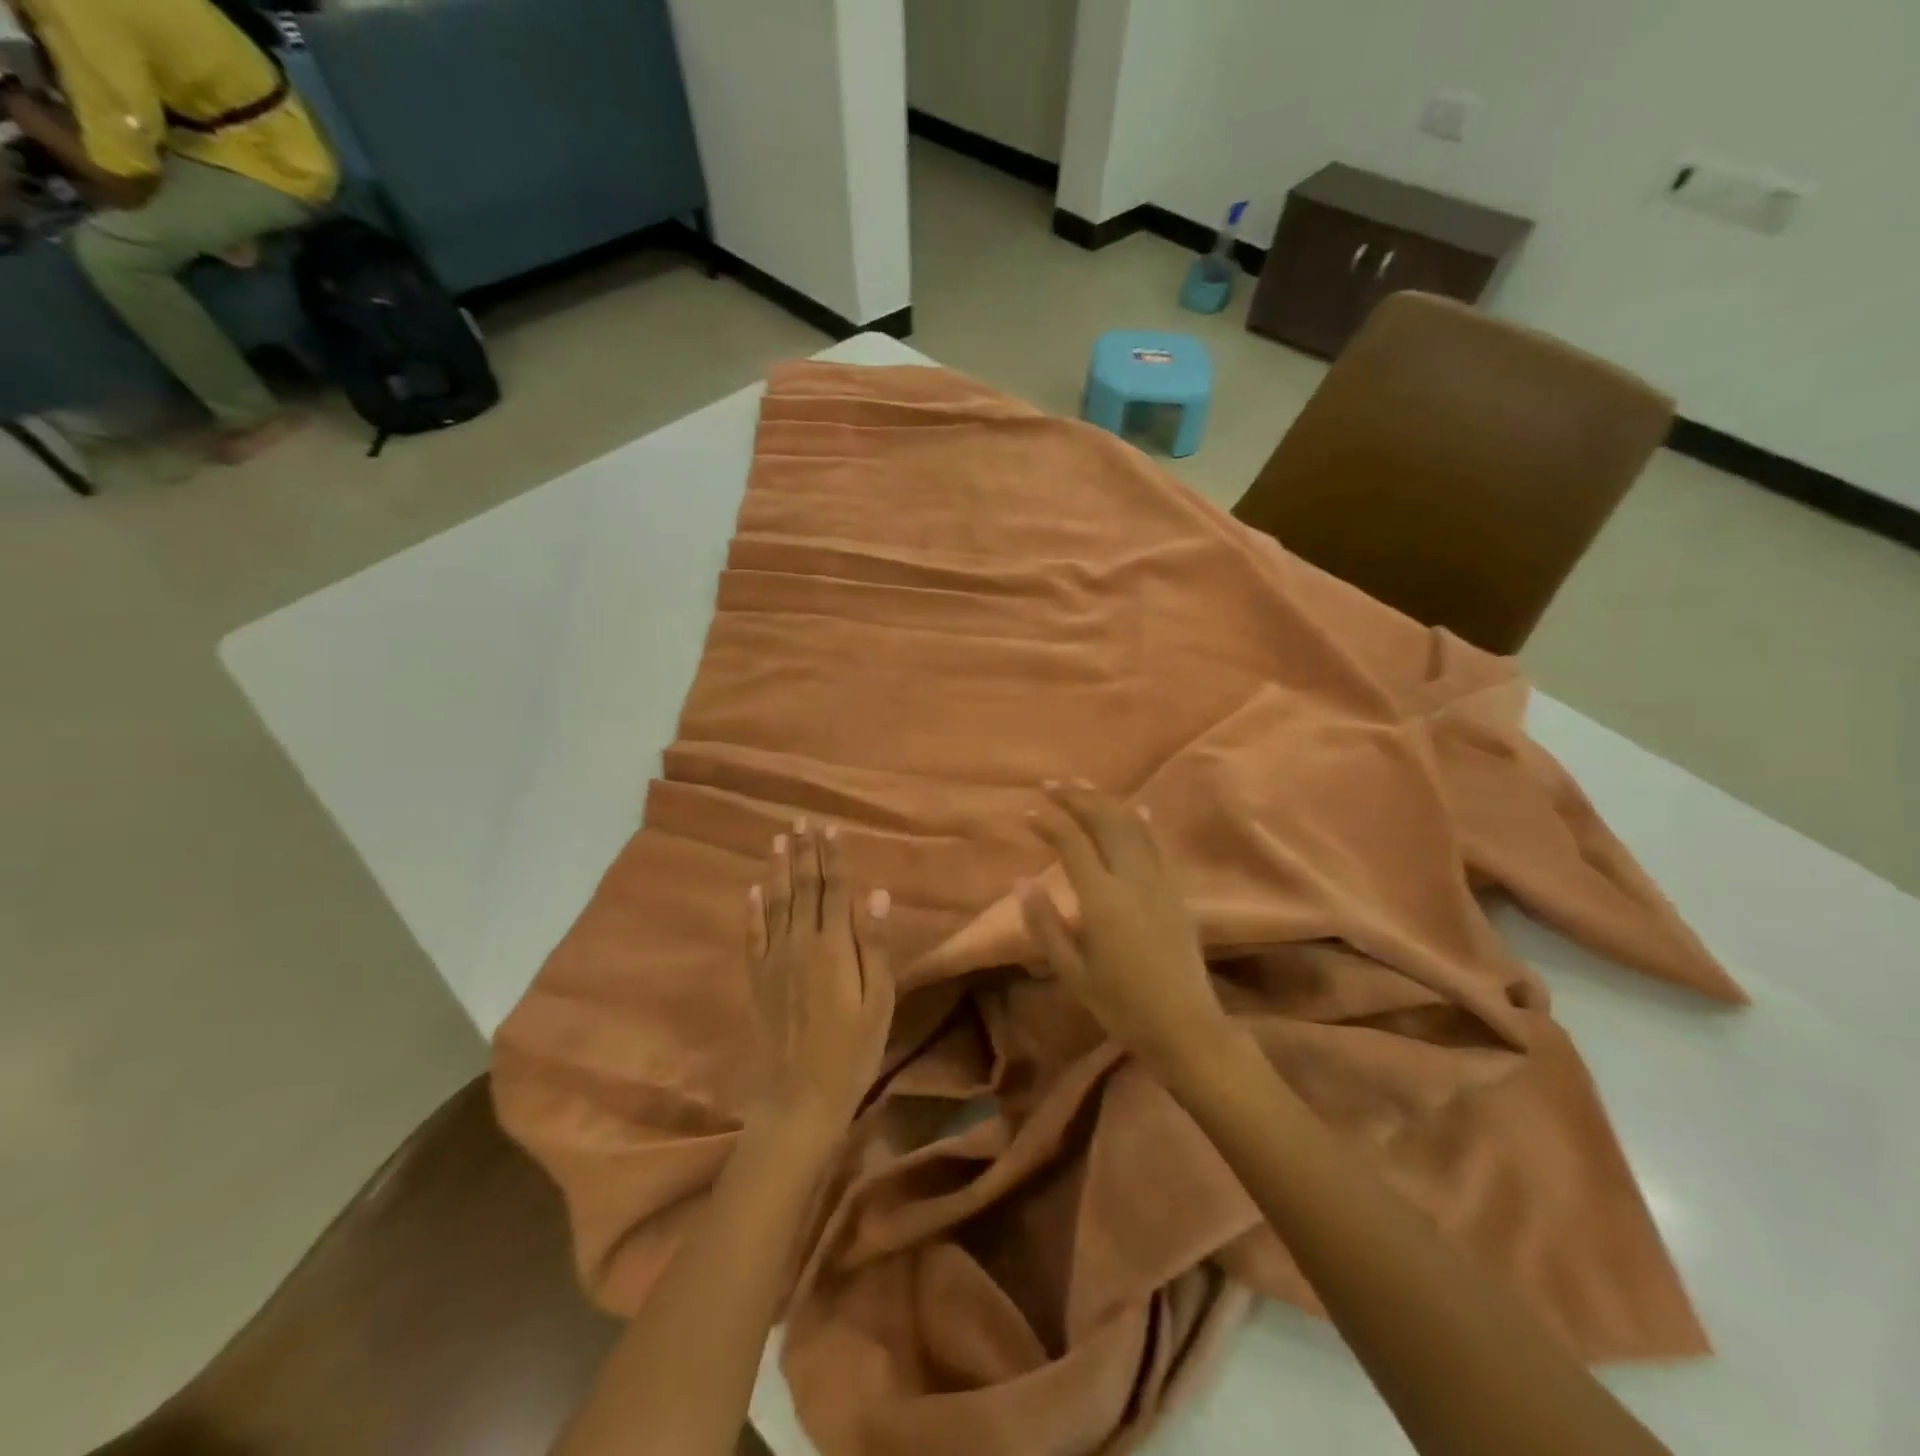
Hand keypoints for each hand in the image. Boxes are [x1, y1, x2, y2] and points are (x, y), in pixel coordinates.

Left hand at [745, 820, 894, 1134]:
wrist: (801, 1097)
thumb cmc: (853, 1049)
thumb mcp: (878, 1001)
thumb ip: (875, 945)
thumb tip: (877, 894)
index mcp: (834, 947)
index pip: (834, 890)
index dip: (833, 857)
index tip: (830, 827)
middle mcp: (800, 944)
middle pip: (803, 888)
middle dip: (804, 852)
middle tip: (801, 820)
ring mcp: (775, 961)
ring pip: (775, 904)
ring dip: (778, 869)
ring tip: (778, 839)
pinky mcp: (759, 979)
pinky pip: (753, 936)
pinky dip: (752, 910)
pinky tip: (753, 889)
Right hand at [1021, 781, 1232, 1075]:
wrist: (1185, 1026)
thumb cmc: (1121, 1004)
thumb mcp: (1072, 971)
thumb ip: (1045, 923)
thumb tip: (1022, 881)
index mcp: (1102, 899)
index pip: (1072, 844)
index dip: (1049, 825)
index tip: (1028, 814)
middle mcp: (1132, 879)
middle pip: (1104, 822)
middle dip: (1077, 798)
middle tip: (1052, 784)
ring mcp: (1159, 881)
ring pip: (1132, 826)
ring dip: (1106, 802)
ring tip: (1084, 786)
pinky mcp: (1176, 891)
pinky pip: (1157, 845)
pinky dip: (1143, 822)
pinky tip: (1137, 808)